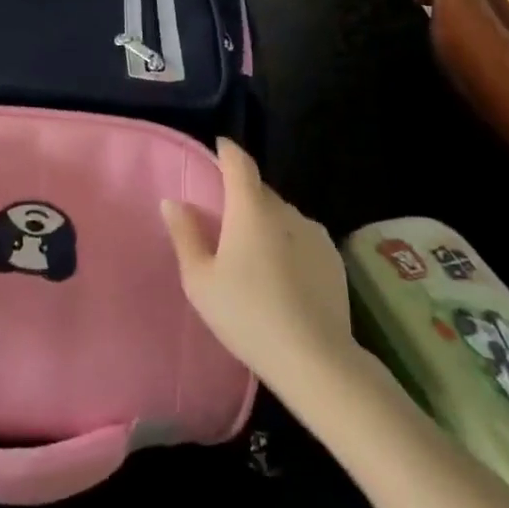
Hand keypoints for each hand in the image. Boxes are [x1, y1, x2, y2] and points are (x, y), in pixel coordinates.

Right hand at [161, 139, 356, 398]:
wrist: (315, 359)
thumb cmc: (247, 315)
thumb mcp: (200, 280)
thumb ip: (185, 235)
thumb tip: (174, 202)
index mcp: (250, 209)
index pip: (239, 163)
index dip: (227, 151)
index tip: (219, 148)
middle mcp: (286, 211)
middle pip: (260, 191)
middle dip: (242, 196)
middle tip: (224, 222)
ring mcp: (315, 234)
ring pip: (282, 216)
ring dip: (266, 224)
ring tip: (253, 256)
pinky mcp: (334, 259)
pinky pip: (302, 238)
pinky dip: (288, 245)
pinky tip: (282, 277)